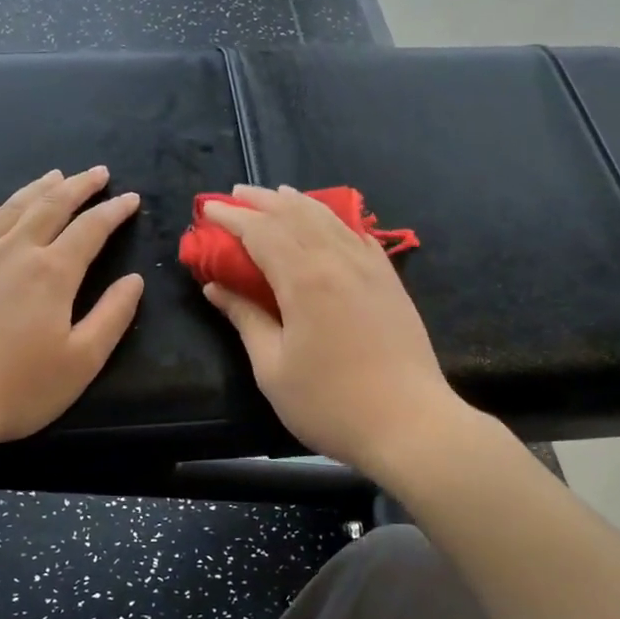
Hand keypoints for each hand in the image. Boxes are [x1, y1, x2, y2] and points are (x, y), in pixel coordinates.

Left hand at [0, 167, 144, 450]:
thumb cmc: (18, 387)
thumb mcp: (82, 360)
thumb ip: (113, 315)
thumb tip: (134, 280)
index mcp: (53, 272)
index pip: (91, 228)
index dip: (114, 211)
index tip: (130, 198)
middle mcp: (14, 251)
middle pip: (51, 206)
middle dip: (79, 186)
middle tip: (97, 172)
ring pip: (10, 208)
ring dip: (37, 189)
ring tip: (55, 175)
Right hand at [202, 185, 462, 476]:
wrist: (411, 424)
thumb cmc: (330, 404)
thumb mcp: (273, 368)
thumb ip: (245, 319)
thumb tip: (216, 287)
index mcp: (304, 280)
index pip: (261, 232)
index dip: (232, 218)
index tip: (208, 209)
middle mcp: (338, 260)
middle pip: (294, 215)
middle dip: (262, 201)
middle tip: (234, 195)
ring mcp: (369, 267)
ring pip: (328, 219)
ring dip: (297, 202)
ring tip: (276, 194)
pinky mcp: (390, 281)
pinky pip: (357, 235)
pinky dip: (334, 220)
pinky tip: (327, 221)